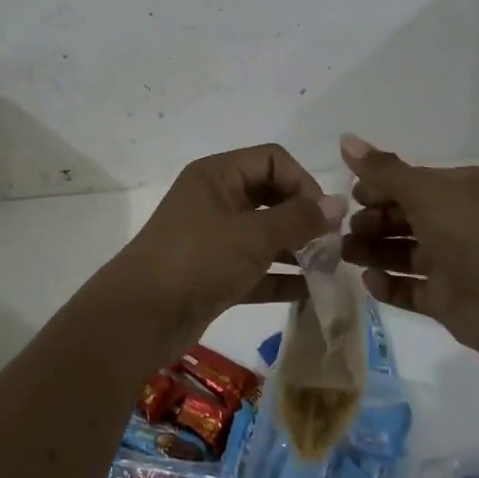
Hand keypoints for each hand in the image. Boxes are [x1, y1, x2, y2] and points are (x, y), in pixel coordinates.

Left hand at [102, 144, 342, 358]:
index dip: (302, 182)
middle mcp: (216, 199)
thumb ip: (298, 219)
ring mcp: (214, 238)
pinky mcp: (214, 274)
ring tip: (329, 270)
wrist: (141, 317)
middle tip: (332, 246)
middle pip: (270, 195)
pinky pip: (255, 268)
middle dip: (303, 217)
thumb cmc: (198, 260)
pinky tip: (311, 293)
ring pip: (264, 234)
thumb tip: (337, 204)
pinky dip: (279, 277)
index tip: (324, 216)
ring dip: (296, 248)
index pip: (272, 160)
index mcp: (217, 175)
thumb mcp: (252, 236)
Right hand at [338, 133, 478, 358]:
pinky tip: (368, 281)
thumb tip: (345, 138)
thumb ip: (382, 169)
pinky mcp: (449, 300)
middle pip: (405, 217)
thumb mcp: (424, 191)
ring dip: (373, 251)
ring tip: (343, 253)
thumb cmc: (472, 233)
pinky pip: (411, 289)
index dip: (379, 187)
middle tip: (342, 228)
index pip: (412, 182)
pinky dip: (389, 285)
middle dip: (372, 221)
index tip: (350, 195)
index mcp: (462, 189)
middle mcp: (460, 222)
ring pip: (404, 253)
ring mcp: (455, 263)